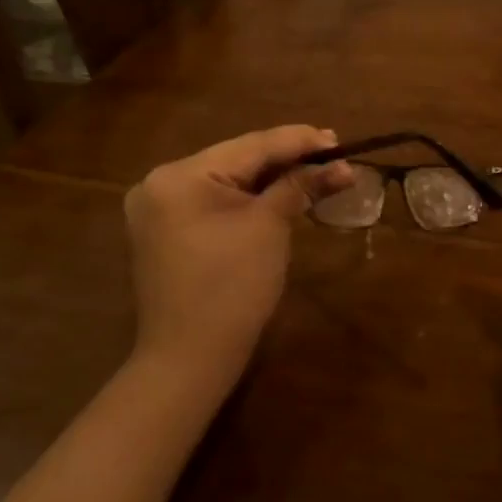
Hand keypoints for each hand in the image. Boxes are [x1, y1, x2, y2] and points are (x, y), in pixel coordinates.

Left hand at [124, 126, 351, 395]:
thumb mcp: (270, 227)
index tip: (338, 139)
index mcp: (180, 175)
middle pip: (238, 160)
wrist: (188, 361)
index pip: (251, 146)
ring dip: (271, 178)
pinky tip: (281, 193)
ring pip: (228, 180)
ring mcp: (159, 210)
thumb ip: (302, 186)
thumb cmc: (232, 288)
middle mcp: (161, 183)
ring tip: (315, 169)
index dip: (299, 141)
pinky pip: (215, 202)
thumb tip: (342, 166)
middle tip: (332, 153)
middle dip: (287, 159)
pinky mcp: (166, 232)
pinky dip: (250, 198)